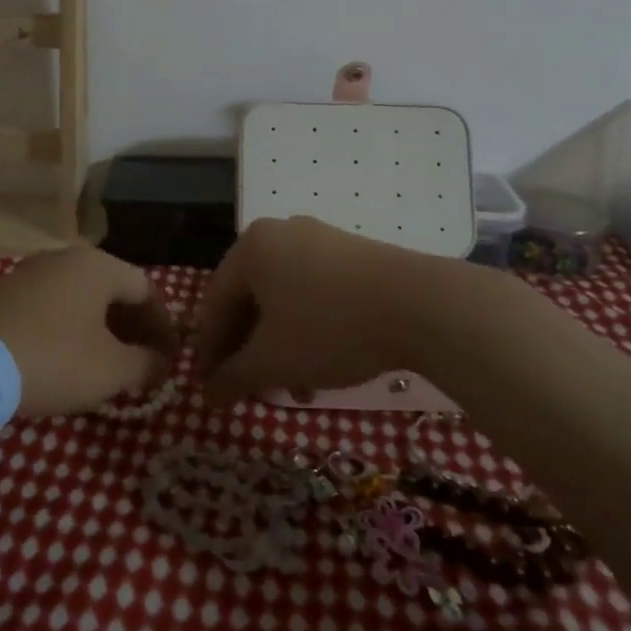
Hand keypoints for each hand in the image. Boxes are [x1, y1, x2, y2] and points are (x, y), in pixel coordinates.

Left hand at [0, 247, 177, 416]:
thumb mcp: (112, 369)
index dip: (163, 326)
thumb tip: (159, 362)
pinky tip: (66, 359)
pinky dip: (68, 329)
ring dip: (100, 329)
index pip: (145, 290)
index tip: (169, 358)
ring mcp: (28, 273)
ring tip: (106, 363)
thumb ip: (146, 363)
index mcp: (97, 266)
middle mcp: (64, 258)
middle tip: (142, 361)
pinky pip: (50, 307)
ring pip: (79, 298)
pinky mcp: (2, 294)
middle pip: (111, 290)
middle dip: (132, 327)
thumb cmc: (55, 359)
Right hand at [195, 216, 491, 406]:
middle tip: (249, 390)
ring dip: (279, 346)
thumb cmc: (330, 328)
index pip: (214, 304)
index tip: (210, 389)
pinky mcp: (353, 254)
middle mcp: (279, 233)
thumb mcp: (273, 361)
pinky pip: (313, 292)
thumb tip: (208, 396)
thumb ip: (232, 378)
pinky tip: (321, 366)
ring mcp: (319, 239)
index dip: (209, 352)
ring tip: (291, 389)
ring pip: (283, 300)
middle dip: (248, 351)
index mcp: (250, 248)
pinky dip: (306, 329)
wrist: (423, 305)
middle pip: (249, 300)